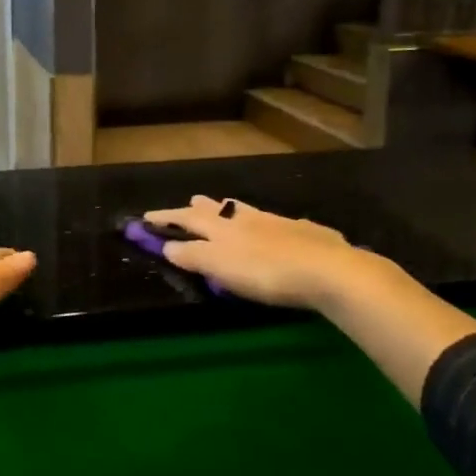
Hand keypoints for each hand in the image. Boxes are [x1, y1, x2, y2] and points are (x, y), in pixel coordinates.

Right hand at [143, 196, 373, 310]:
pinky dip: (269, 224)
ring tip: (227, 207)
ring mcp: (279, 222)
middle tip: (190, 203)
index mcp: (223, 227)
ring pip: (248, 211)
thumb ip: (193, 256)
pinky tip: (279, 229)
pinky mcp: (306, 232)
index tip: (146, 217)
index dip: (166, 218)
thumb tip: (168, 245)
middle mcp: (247, 218)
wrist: (328, 270)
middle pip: (218, 208)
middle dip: (200, 207)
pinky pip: (280, 223)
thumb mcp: (221, 267)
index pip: (187, 219)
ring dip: (233, 209)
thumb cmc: (266, 272)